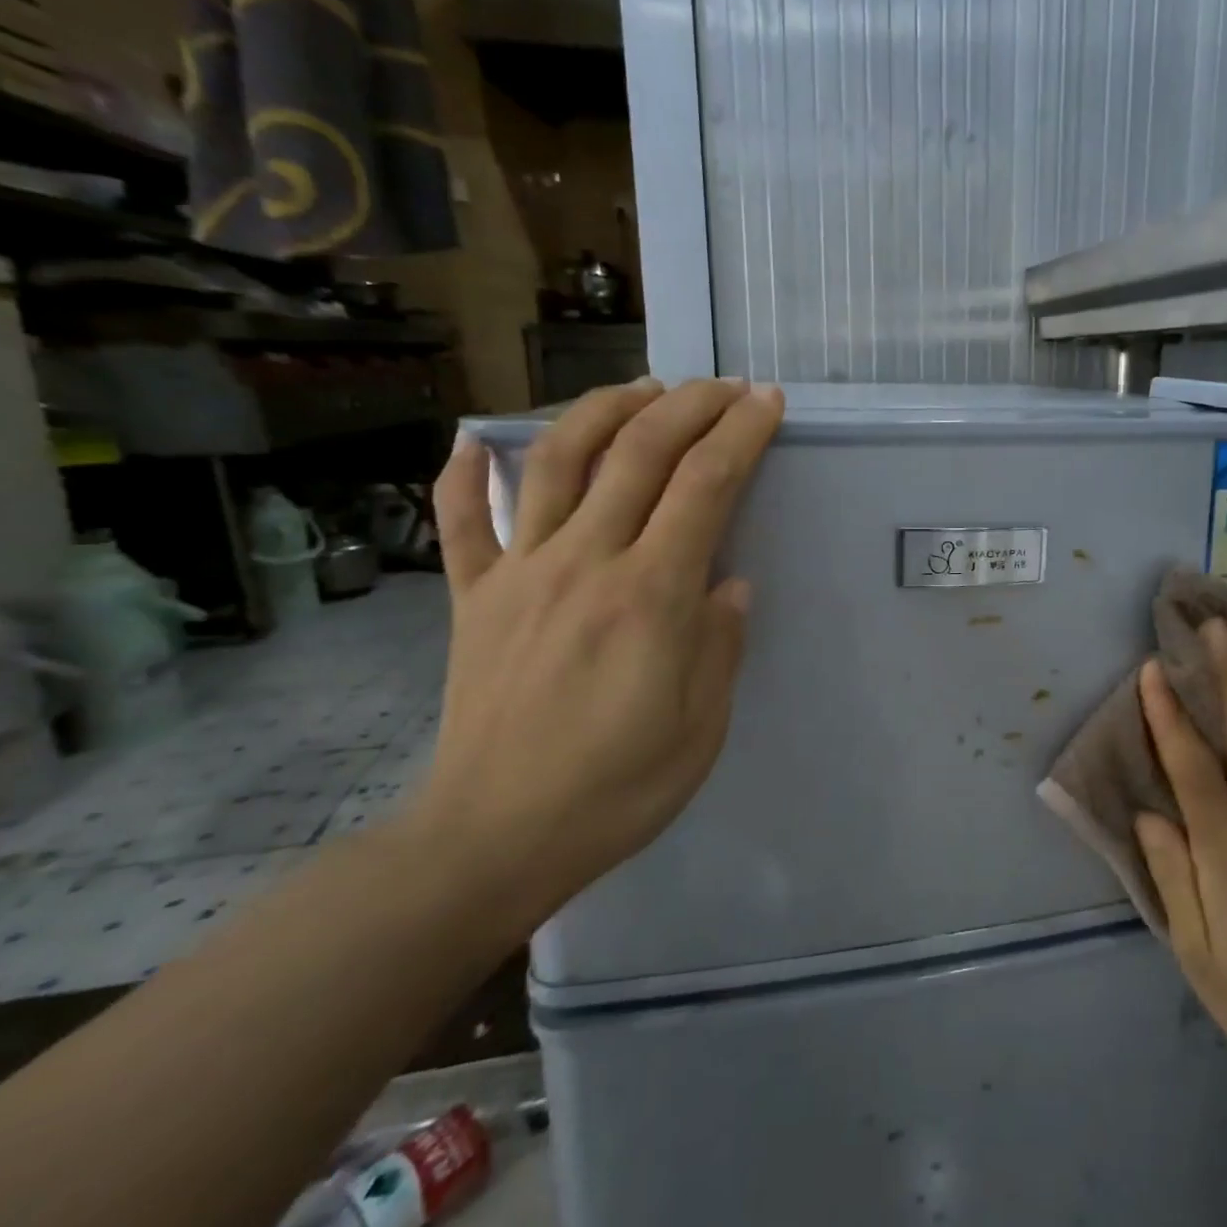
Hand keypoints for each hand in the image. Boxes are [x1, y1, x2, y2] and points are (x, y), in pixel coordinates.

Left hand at [413, 378, 783, 923]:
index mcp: (650, 596)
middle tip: (722, 387)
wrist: (494, 839)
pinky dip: (466, 472)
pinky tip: (477, 438)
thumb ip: (720, 644)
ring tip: (640, 388)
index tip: (765, 403)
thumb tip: (730, 585)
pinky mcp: (473, 597)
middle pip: (639, 454)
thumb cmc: (617, 789)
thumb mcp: (702, 727)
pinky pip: (461, 521)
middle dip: (689, 406)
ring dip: (603, 411)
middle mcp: (584, 563)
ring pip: (556, 461)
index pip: (705, 486)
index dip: (741, 434)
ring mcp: (520, 574)